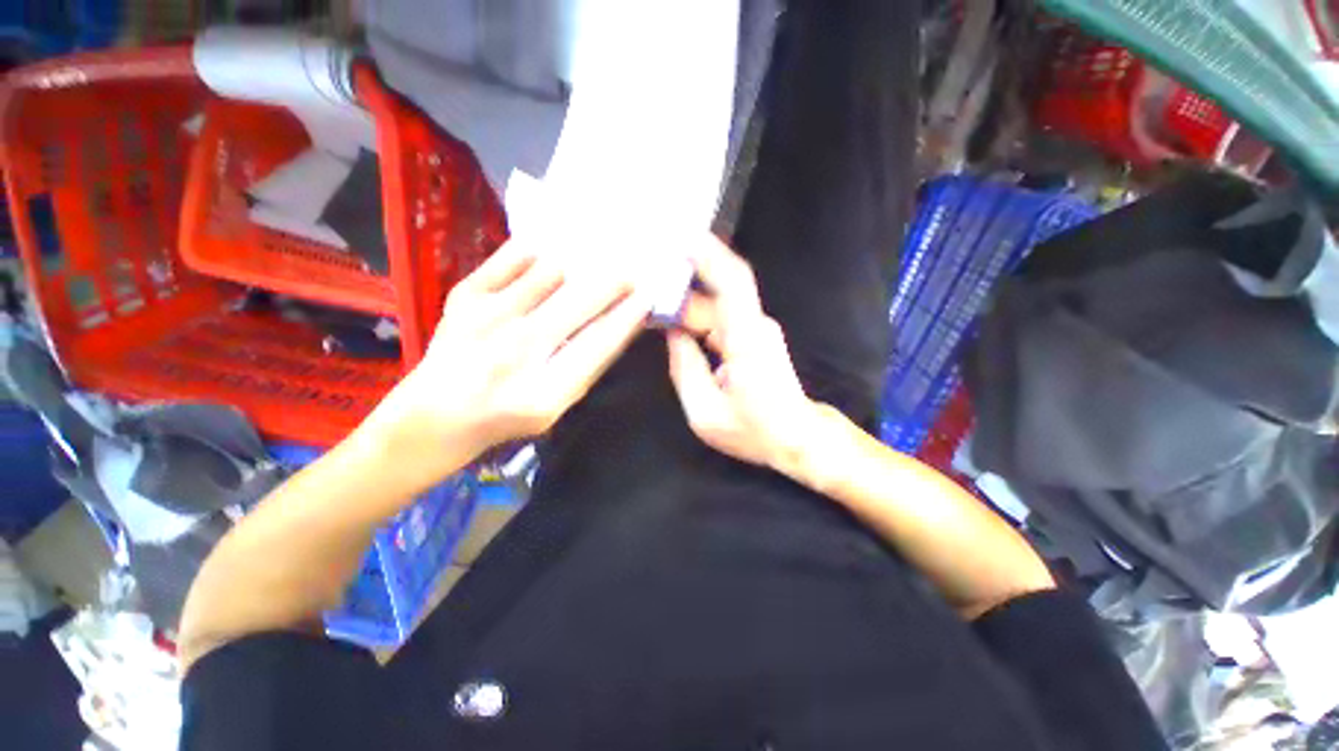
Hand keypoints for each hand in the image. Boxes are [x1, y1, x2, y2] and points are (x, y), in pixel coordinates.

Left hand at [371, 238, 652, 474]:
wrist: (434, 415)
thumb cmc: (506, 418)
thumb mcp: (557, 406)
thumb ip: (588, 366)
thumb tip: (620, 322)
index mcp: (544, 390)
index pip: (600, 342)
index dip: (628, 316)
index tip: (648, 296)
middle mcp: (516, 351)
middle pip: (579, 302)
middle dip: (613, 282)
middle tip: (630, 271)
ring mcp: (485, 319)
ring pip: (549, 273)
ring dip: (577, 267)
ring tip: (590, 262)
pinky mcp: (463, 297)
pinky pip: (511, 258)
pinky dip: (535, 252)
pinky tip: (548, 255)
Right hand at [667, 237, 819, 471]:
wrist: (797, 438)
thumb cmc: (754, 431)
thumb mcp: (705, 413)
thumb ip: (684, 368)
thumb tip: (672, 333)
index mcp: (747, 340)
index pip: (732, 282)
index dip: (708, 255)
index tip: (679, 238)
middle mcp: (755, 326)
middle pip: (716, 291)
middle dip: (681, 283)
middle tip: (645, 281)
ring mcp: (756, 329)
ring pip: (716, 304)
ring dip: (685, 301)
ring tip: (652, 303)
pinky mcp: (753, 337)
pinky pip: (720, 317)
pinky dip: (695, 315)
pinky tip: (673, 319)